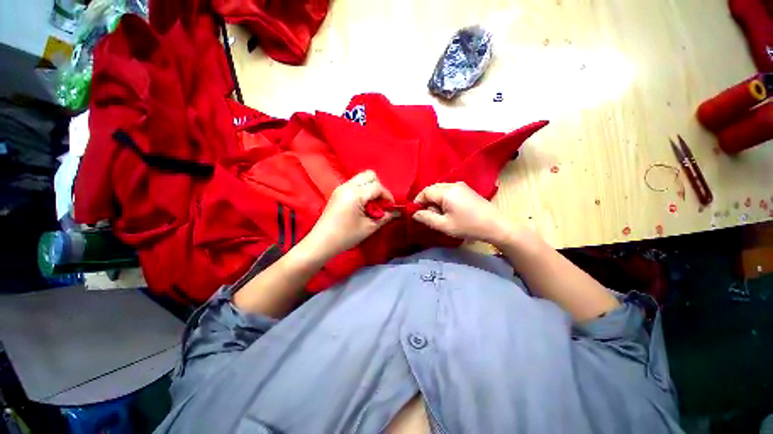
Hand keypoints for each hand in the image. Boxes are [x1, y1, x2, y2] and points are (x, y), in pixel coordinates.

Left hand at [303, 170, 395, 259]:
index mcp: (355, 194)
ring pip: (361, 178)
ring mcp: (341, 188)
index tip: (391, 207)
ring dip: (370, 188)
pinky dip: (363, 190)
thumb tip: (395, 212)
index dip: (388, 196)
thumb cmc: (346, 236)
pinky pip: (354, 184)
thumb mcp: (369, 227)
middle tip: (381, 203)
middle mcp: (347, 186)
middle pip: (369, 175)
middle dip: (379, 187)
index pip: (377, 187)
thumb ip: (384, 217)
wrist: (322, 242)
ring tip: (372, 205)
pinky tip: (363, 205)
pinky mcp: (337, 192)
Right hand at [412, 182, 509, 244]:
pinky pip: (448, 191)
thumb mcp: (445, 225)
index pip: (425, 192)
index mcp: (446, 192)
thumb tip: (414, 213)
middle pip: (432, 189)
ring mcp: (461, 186)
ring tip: (438, 214)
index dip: (418, 202)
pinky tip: (448, 210)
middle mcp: (453, 184)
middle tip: (428, 215)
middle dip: (426, 201)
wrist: (495, 225)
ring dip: (435, 200)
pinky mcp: (466, 189)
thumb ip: (427, 218)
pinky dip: (443, 198)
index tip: (416, 213)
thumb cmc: (468, 226)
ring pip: (440, 189)